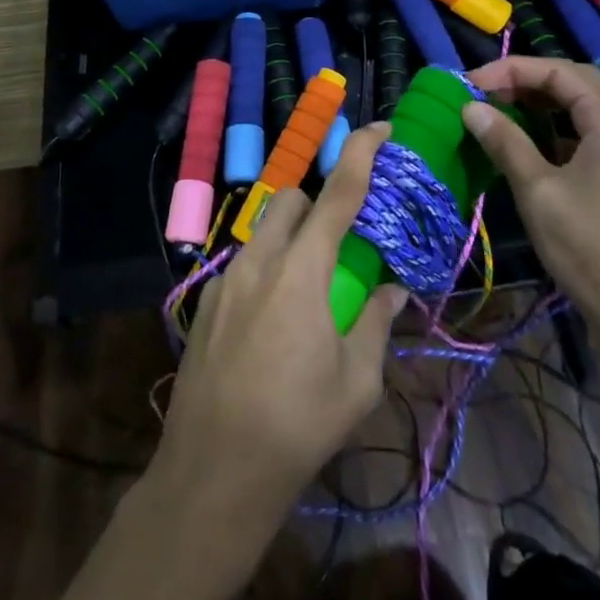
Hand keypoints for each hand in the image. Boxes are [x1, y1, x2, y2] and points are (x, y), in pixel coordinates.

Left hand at [153, 125, 407, 523]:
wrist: (213, 470)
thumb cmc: (296, 426)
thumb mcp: (356, 381)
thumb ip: (375, 324)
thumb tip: (393, 293)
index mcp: (301, 270)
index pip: (337, 194)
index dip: (360, 154)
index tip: (379, 129)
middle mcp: (259, 260)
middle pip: (289, 199)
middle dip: (317, 202)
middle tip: (340, 241)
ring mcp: (225, 279)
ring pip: (263, 231)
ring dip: (290, 237)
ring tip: (308, 288)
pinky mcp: (205, 303)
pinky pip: (243, 264)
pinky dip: (267, 269)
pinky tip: (273, 322)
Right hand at [462, 57, 599, 361]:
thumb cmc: (592, 250)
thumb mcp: (539, 192)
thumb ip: (506, 142)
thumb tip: (471, 107)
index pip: (558, 71)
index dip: (510, 70)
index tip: (469, 84)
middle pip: (575, 85)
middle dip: (525, 84)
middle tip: (483, 97)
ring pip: (583, 114)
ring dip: (540, 110)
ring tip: (499, 120)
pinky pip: (591, 141)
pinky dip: (557, 136)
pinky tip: (530, 154)